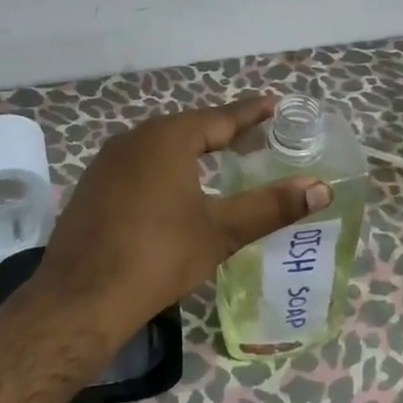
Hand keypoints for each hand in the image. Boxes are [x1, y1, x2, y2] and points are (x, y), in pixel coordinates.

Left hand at [33, 96, 332, 337]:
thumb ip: (270, 206)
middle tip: (254, 137)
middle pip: (188, 127)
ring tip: (219, 159)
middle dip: (222, 131)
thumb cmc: (158, 256)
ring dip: (191, 149)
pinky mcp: (93, 186)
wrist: (81, 297)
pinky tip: (173, 189)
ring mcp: (107, 161)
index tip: (275, 105)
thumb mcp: (220, 231)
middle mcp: (134, 138)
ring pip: (160, 145)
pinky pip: (138, 164)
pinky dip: (164, 168)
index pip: (220, 117)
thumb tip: (321, 188)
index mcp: (167, 137)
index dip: (251, 113)